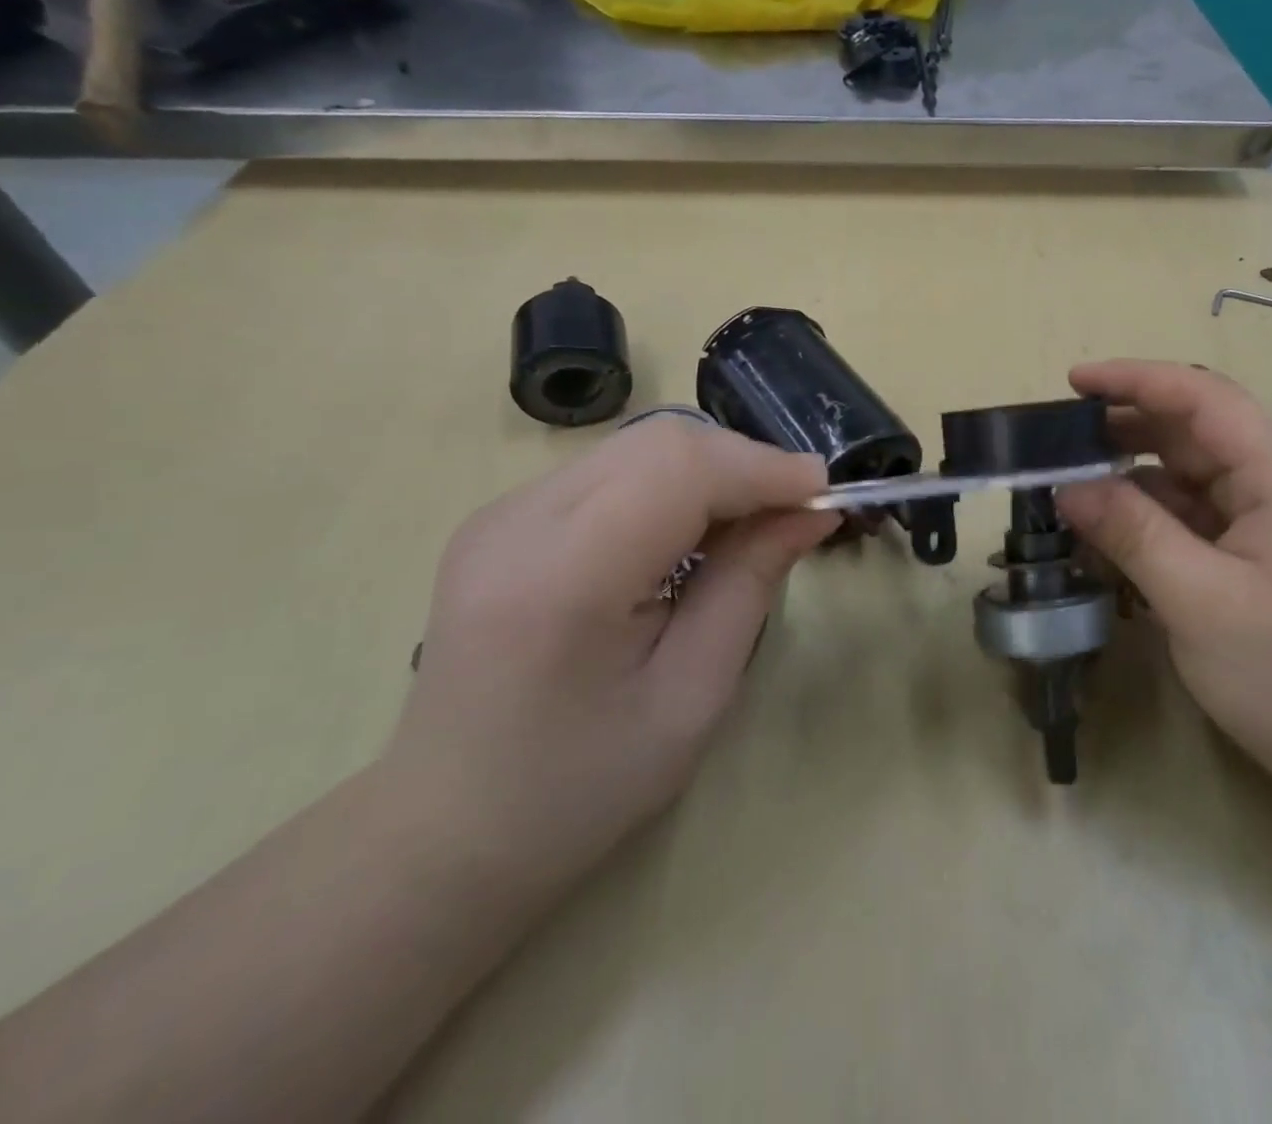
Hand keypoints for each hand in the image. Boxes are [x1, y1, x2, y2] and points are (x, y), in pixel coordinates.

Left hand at [384, 413, 836, 880]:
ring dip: (712, 470)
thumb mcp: (692, 696)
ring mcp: (501, 513)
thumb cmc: (581, 785)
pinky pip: (612, 469)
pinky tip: (693, 530)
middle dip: (745, 463)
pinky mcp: (503, 518)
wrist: (447, 829)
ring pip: (639, 445)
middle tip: (796, 510)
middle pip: (660, 442)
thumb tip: (811, 512)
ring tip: (753, 521)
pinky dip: (673, 483)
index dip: (763, 468)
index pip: (679, 470)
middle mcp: (518, 523)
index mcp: (562, 579)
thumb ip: (750, 586)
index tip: (824, 493)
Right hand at [1055, 361, 1271, 774]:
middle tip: (1059, 439)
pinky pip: (1195, 517)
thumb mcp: (1200, 603)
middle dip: (1127, 426)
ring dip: (1132, 475)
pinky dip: (1149, 516)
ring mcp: (1270, 523)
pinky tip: (1108, 531)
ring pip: (1190, 476)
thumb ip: (1133, 534)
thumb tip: (1067, 487)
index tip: (1075, 382)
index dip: (1137, 380)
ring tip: (1071, 482)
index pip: (1204, 398)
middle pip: (1196, 432)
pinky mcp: (1258, 557)